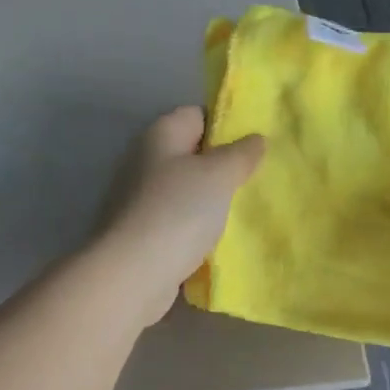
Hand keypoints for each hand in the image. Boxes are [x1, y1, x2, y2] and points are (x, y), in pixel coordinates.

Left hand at [93, 106, 264, 327]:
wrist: (132, 274)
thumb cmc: (177, 212)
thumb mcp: (218, 175)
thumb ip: (241, 154)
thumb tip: (255, 139)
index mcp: (160, 135)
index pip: (197, 114)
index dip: (227, 125)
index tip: (256, 146)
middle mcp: (145, 161)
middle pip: (192, 154)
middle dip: (223, 166)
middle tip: (257, 179)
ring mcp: (141, 199)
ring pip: (187, 191)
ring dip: (212, 200)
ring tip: (247, 209)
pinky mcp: (142, 233)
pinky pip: (179, 221)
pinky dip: (198, 228)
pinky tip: (221, 239)